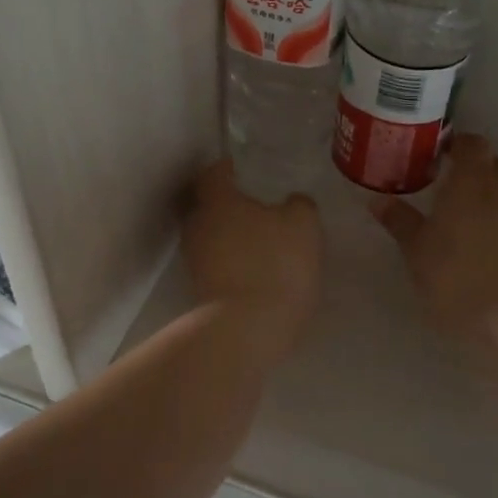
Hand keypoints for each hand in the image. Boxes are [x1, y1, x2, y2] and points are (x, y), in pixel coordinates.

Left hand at [182, 161, 322, 350]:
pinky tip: (258, 270)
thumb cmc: (275, 264)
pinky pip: (217, 263)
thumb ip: (298, 205)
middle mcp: (197, 225)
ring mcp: (194, 260)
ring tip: (263, 242)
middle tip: (261, 207)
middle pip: (209, 205)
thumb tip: (292, 202)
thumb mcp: (303, 225)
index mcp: (217, 200)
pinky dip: (233, 262)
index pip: (214, 173)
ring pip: (212, 236)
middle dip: (232, 205)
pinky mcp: (199, 289)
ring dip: (233, 236)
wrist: (247, 329)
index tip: (245, 170)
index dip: (229, 169)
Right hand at [371, 135, 497, 332]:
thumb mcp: (416, 249)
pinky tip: (493, 245)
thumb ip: (399, 220)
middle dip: (473, 171)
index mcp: (472, 180)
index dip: (456, 146)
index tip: (439, 160)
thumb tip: (377, 200)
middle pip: (492, 164)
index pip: (471, 143)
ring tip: (472, 220)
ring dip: (493, 195)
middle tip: (449, 192)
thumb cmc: (453, 276)